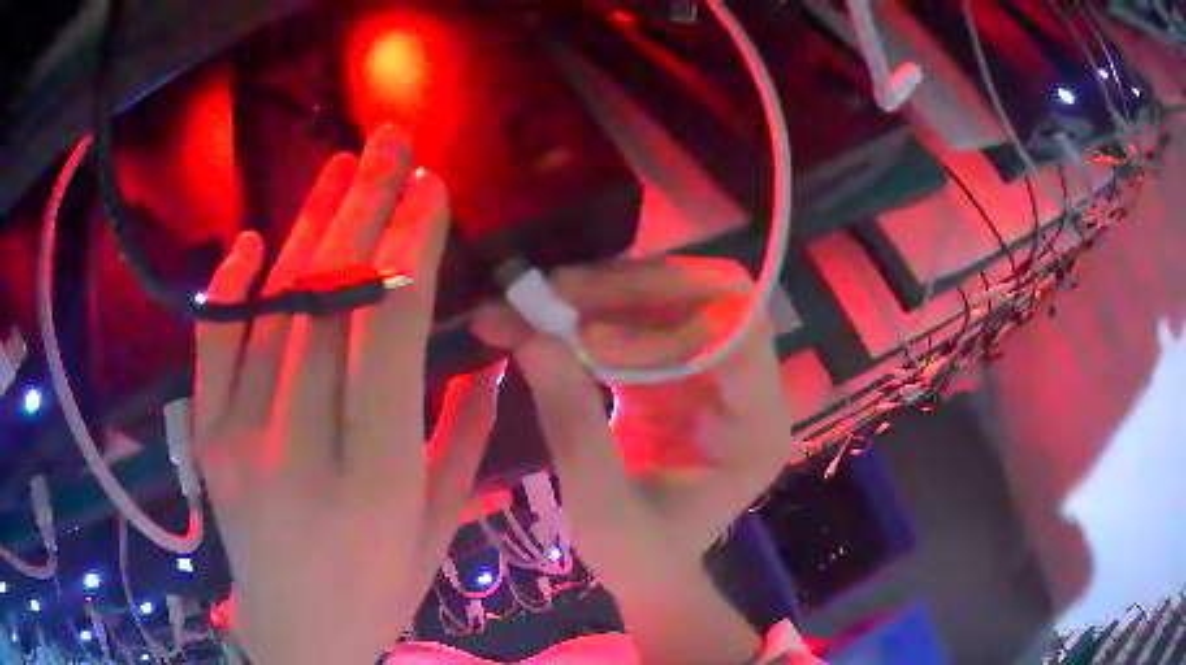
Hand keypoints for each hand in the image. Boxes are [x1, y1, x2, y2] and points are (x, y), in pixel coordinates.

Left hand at [194, 125, 499, 664]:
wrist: (294, 631)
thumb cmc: (378, 589)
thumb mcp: (438, 527)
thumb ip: (462, 435)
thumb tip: (488, 348)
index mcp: (377, 479)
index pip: (390, 334)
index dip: (412, 248)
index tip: (431, 188)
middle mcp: (301, 448)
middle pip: (329, 302)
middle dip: (365, 208)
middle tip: (389, 144)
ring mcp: (240, 439)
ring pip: (273, 309)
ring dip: (309, 227)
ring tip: (341, 167)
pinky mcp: (206, 438)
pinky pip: (212, 346)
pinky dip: (229, 286)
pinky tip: (250, 239)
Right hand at [473, 258, 800, 662]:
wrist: (644, 566)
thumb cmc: (638, 553)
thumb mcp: (600, 507)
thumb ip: (572, 426)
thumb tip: (532, 336)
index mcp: (758, 424)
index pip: (738, 333)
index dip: (667, 321)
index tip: (586, 335)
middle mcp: (746, 384)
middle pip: (704, 296)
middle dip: (626, 288)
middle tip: (549, 293)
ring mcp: (710, 370)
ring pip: (666, 296)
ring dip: (598, 292)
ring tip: (532, 301)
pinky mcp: (673, 367)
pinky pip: (635, 318)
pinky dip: (587, 313)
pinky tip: (539, 319)